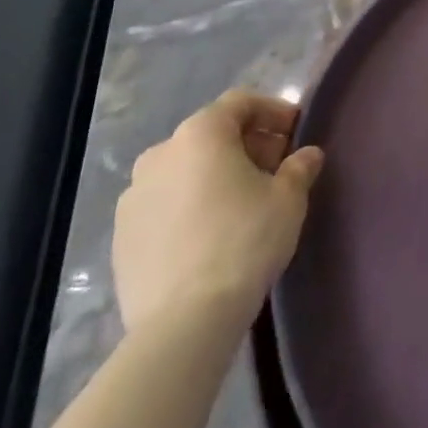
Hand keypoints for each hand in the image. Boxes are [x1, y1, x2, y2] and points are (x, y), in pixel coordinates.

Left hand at [113, 90, 324, 334]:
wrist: (183, 324)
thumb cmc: (244, 241)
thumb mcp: (288, 198)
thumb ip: (299, 167)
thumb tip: (307, 156)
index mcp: (200, 133)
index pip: (241, 103)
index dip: (273, 112)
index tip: (295, 132)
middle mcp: (160, 154)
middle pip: (211, 135)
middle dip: (246, 145)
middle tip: (275, 168)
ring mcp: (132, 198)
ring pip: (184, 171)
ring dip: (214, 176)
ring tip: (242, 204)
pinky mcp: (120, 239)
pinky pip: (164, 206)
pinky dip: (189, 207)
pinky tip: (210, 234)